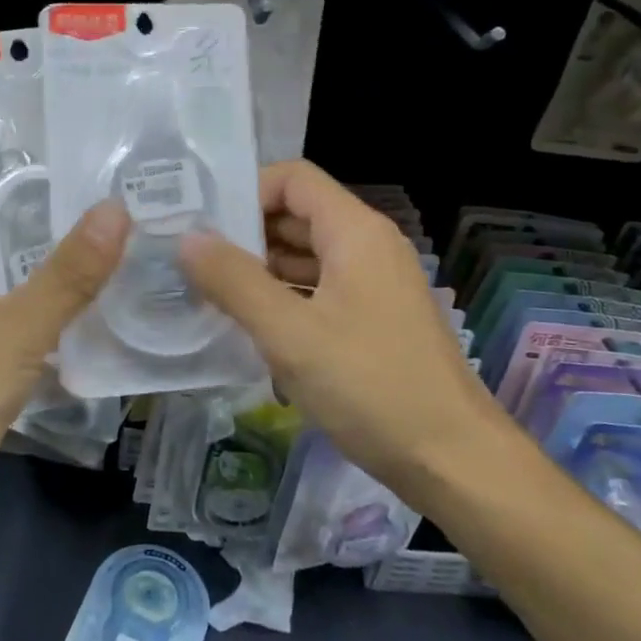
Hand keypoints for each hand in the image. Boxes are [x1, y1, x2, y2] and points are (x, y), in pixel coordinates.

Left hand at [0, 167, 130, 574]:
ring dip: (43, 266)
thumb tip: (116, 210)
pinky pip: (12, 331)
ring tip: (108, 236)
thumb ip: (64, 277)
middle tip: (95, 188)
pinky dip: (46, 317)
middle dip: (30, 210)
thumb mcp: (6, 335)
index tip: (42, 145)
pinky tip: (97, 308)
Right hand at [179, 160, 500, 494]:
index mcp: (355, 232)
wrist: (453, 462)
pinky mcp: (373, 319)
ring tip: (208, 292)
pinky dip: (283, 298)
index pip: (293, 178)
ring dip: (260, 269)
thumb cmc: (370, 386)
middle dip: (245, 233)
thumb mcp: (289, 333)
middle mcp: (368, 246)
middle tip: (192, 260)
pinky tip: (249, 325)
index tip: (203, 224)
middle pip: (297, 214)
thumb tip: (187, 239)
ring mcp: (374, 284)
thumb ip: (234, 281)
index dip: (246, 191)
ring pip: (306, 255)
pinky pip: (319, 289)